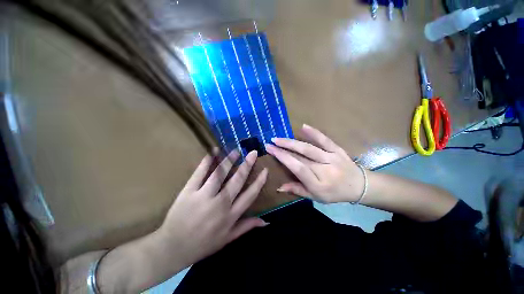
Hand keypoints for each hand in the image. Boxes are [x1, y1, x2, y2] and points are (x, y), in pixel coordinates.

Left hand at [158, 150, 267, 265]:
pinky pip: (200, 173)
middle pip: (237, 180)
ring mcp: (204, 196)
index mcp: (231, 215)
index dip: (259, 181)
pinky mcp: (189, 191)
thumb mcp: (228, 239)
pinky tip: (214, 150)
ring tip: (236, 150)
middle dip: (247, 165)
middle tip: (253, 153)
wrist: (172, 248)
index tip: (265, 170)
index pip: (250, 194)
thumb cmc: (203, 244)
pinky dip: (207, 161)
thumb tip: (266, 222)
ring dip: (229, 160)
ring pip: (220, 173)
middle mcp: (220, 203)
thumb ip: (247, 227)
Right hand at [265, 124, 364, 203]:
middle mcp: (324, 170)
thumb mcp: (316, 197)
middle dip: (283, 149)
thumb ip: (298, 190)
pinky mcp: (338, 150)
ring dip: (292, 142)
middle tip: (270, 142)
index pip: (297, 168)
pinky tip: (303, 126)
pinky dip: (314, 133)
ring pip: (309, 148)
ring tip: (279, 138)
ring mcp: (332, 158)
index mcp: (319, 184)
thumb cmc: (335, 193)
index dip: (283, 158)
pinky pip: (325, 140)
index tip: (270, 150)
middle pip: (301, 157)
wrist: (360, 186)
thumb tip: (279, 187)